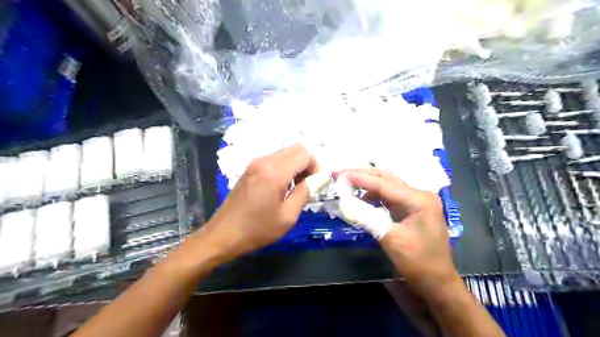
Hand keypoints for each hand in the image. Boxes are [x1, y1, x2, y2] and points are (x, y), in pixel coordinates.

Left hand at [196, 144, 318, 261]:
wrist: (223, 235)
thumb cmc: (257, 229)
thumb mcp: (288, 216)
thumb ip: (306, 192)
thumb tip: (319, 178)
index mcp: (274, 172)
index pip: (304, 153)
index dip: (316, 166)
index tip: (315, 184)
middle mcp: (264, 161)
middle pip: (296, 149)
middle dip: (307, 164)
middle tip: (307, 185)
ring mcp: (255, 163)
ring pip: (285, 154)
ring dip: (296, 166)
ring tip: (295, 189)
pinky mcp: (250, 169)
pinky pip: (274, 160)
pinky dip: (285, 168)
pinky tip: (281, 188)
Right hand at [342, 168, 460, 293]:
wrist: (437, 283)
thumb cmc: (418, 263)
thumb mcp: (390, 239)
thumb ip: (366, 218)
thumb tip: (344, 203)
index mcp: (419, 199)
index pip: (383, 183)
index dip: (359, 178)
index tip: (339, 174)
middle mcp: (419, 194)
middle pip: (386, 178)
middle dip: (362, 175)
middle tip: (340, 174)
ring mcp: (416, 201)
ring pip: (387, 186)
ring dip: (366, 184)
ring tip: (347, 184)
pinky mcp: (411, 209)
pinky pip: (389, 197)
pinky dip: (373, 195)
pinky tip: (362, 198)